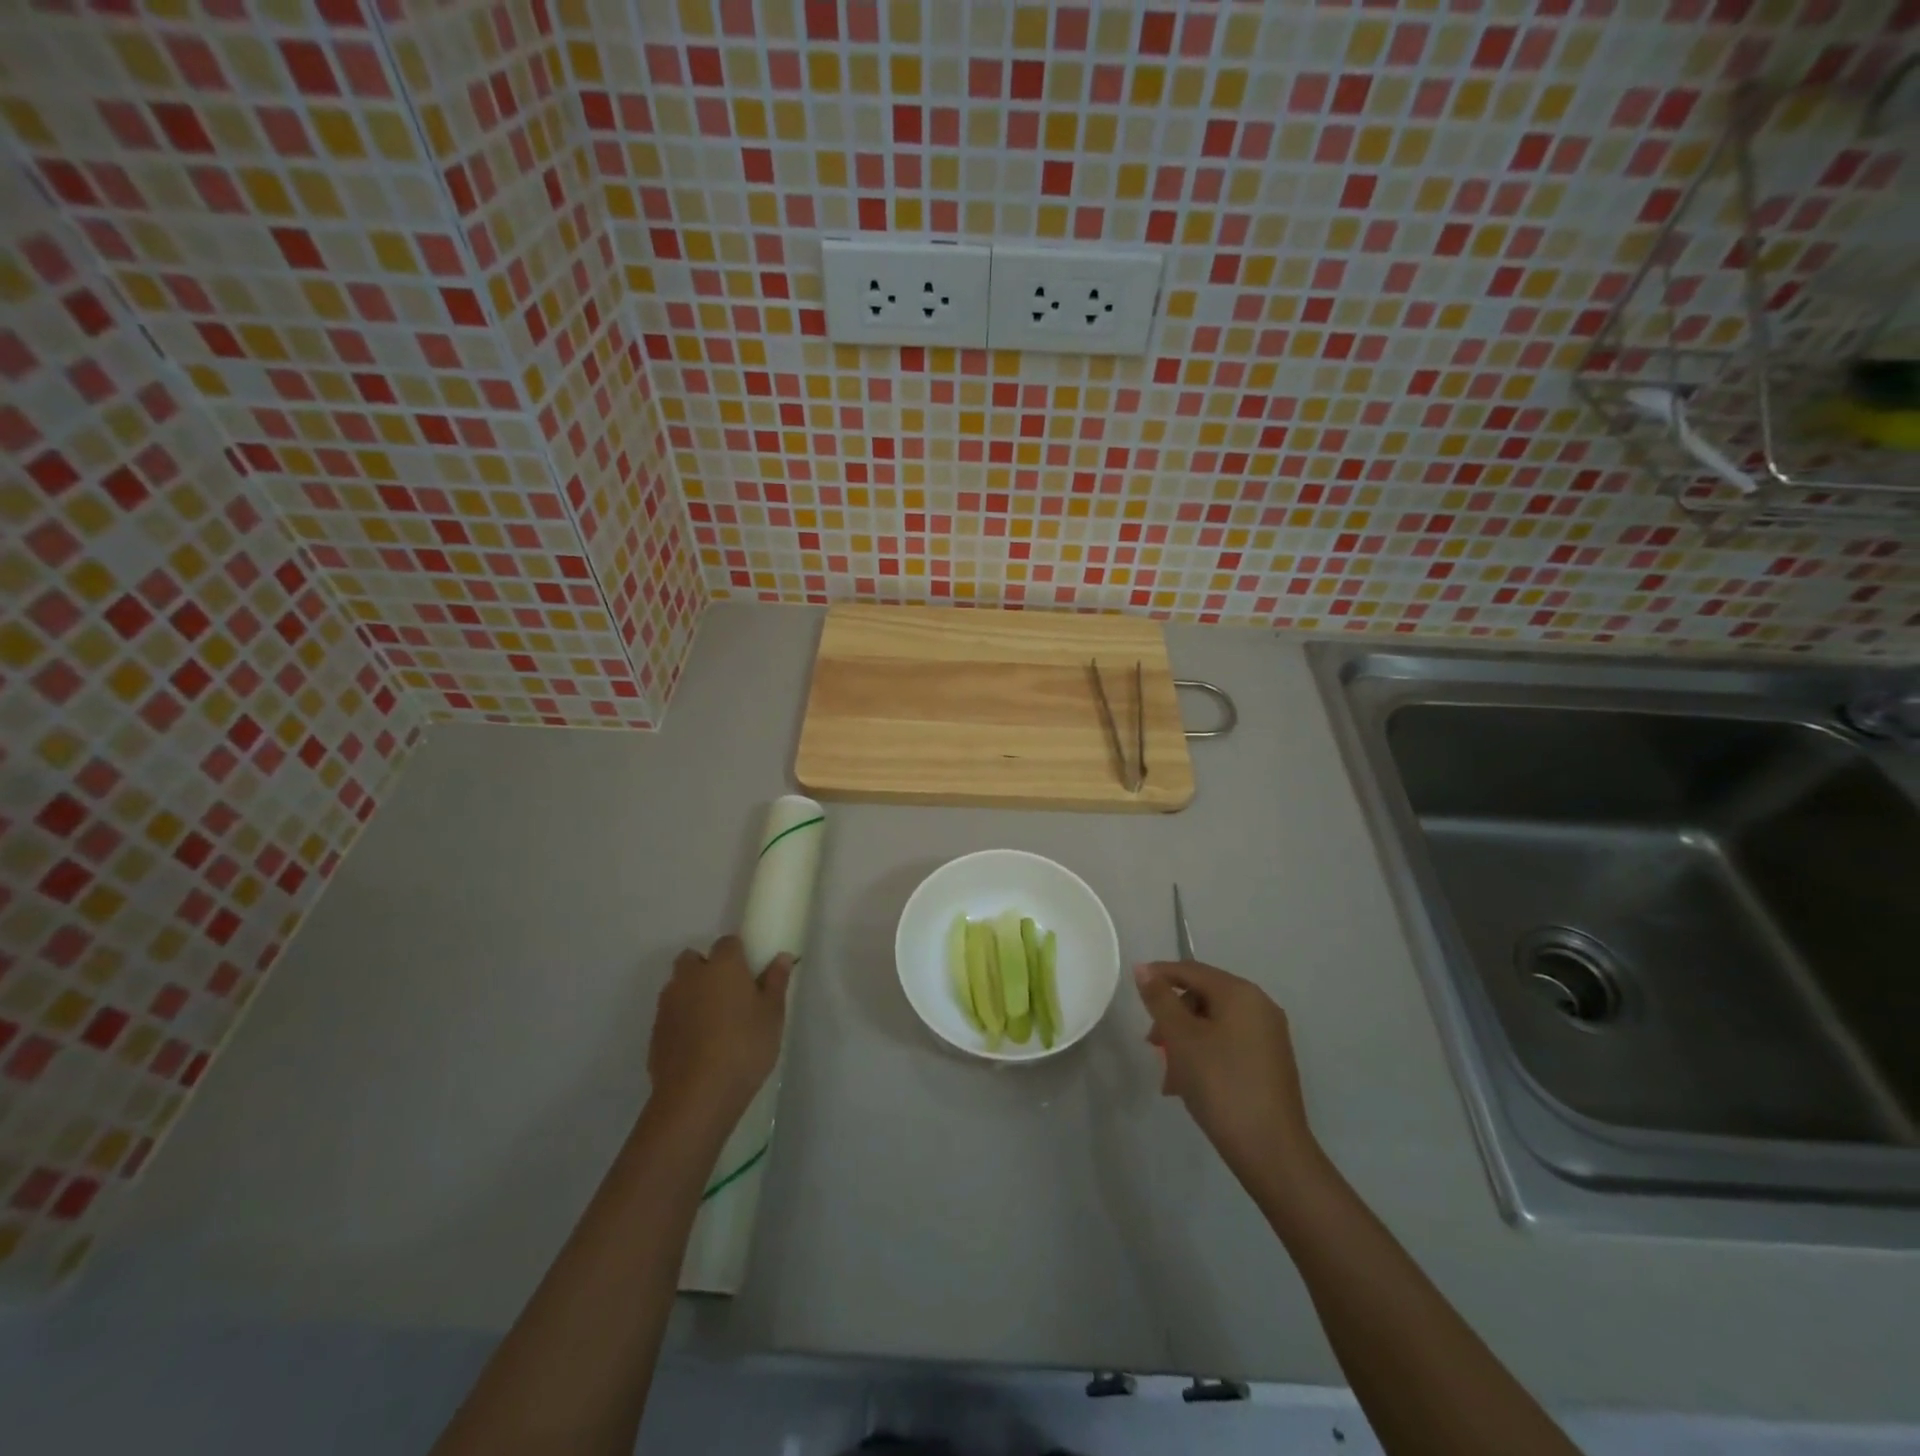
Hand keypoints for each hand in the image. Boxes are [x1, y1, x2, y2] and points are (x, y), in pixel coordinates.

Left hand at [647, 936, 791, 1128]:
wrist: (697, 1096)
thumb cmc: (745, 1047)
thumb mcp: (772, 1015)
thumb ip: (776, 982)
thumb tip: (781, 957)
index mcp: (722, 966)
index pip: (728, 942)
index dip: (739, 954)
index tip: (750, 973)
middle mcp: (690, 977)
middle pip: (693, 959)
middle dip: (706, 969)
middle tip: (728, 994)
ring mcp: (668, 1004)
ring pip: (678, 986)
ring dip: (691, 994)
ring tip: (712, 1023)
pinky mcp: (655, 1032)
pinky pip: (670, 1014)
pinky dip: (681, 1021)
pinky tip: (697, 1045)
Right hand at [1135, 961, 1318, 1184]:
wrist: (1271, 1151)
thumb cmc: (1221, 1084)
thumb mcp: (1181, 1038)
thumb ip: (1160, 999)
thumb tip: (1144, 969)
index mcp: (1240, 993)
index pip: (1191, 970)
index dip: (1159, 975)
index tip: (1134, 989)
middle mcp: (1260, 1006)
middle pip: (1203, 997)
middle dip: (1172, 1018)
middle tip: (1152, 1045)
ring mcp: (1269, 1036)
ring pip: (1213, 1024)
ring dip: (1185, 1042)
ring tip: (1169, 1077)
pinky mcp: (1271, 1063)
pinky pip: (1228, 1044)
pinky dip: (1205, 1055)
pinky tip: (1189, 1086)